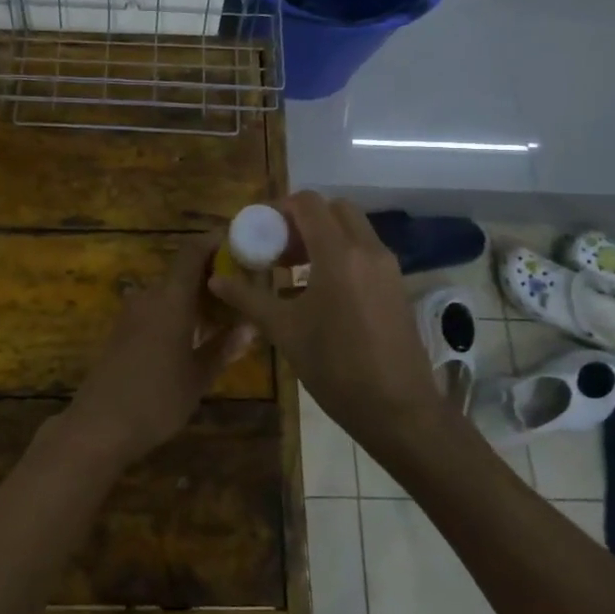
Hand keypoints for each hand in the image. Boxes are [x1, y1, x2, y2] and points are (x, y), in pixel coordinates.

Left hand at [59, 236, 257, 471]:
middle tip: (241, 292)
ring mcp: (132, 313)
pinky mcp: (122, 331)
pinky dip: (177, 313)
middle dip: (211, 278)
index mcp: (171, 299)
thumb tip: (249, 327)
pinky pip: (156, 309)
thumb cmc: (156, 399)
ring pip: (169, 293)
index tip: (238, 243)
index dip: (213, 242)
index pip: (192, 252)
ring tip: (223, 318)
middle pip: (182, 273)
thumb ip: (223, 347)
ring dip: (194, 299)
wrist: (98, 425)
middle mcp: (149, 297)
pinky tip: (193, 337)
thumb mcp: (198, 377)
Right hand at [207, 192, 444, 453]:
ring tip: (295, 270)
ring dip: (324, 236)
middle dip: (304, 219)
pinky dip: (342, 253)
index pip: (309, 203)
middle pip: (334, 209)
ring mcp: (388, 267)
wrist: (399, 409)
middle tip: (279, 248)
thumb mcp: (285, 332)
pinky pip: (366, 251)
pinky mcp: (397, 285)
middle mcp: (367, 250)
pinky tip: (322, 290)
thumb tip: (216, 279)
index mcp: (339, 254)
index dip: (281, 208)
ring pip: (353, 229)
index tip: (260, 230)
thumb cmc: (336, 368)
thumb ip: (249, 299)